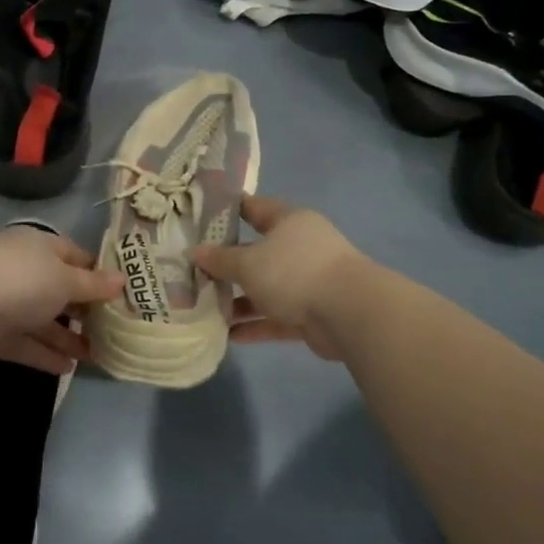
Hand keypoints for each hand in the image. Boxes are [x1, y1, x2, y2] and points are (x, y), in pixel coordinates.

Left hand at [0, 226, 124, 375]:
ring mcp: (5, 303)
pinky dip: (44, 354)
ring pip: (42, 321)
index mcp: (39, 248)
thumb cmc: (23, 280)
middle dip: (84, 311)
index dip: (97, 274)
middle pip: (58, 290)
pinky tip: (68, 369)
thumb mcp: (66, 279)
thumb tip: (123, 280)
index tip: (121, 295)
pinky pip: (24, 344)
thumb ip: (93, 285)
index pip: (74, 256)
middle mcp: (22, 271)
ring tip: (95, 355)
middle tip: (112, 331)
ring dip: (66, 337)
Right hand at [191, 195, 362, 360]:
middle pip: (257, 253)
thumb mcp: (248, 263)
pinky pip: (276, 317)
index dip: (228, 211)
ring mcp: (308, 281)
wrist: (348, 313)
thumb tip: (194, 252)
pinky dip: (255, 325)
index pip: (254, 208)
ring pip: (266, 288)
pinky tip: (228, 336)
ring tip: (206, 309)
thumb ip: (220, 260)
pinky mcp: (311, 313)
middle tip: (195, 273)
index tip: (200, 218)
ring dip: (239, 301)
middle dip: (227, 265)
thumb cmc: (294, 271)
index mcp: (289, 222)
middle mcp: (300, 247)